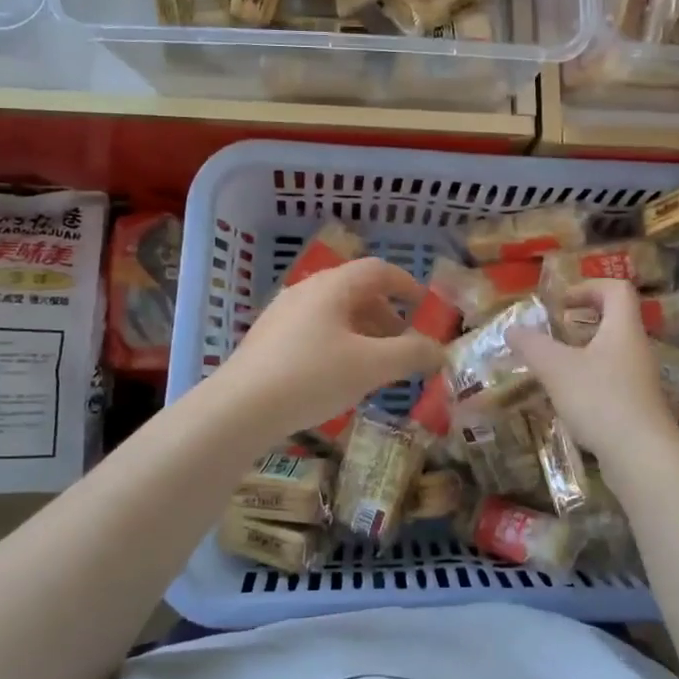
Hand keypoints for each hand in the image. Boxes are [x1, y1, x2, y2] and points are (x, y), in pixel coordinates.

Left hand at [219, 258, 444, 437]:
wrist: (239, 409)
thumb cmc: (312, 376)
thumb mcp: (372, 366)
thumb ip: (411, 354)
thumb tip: (439, 350)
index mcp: (333, 286)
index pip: (378, 270)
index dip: (407, 284)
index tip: (425, 306)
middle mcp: (306, 291)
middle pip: (356, 292)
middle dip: (387, 315)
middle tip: (404, 344)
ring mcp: (283, 314)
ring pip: (334, 314)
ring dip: (363, 332)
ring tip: (376, 364)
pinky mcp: (268, 340)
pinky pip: (314, 331)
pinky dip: (339, 344)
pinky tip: (339, 377)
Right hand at [511, 280, 678, 457]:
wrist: (641, 456)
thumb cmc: (600, 399)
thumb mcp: (557, 368)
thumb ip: (532, 345)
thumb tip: (512, 328)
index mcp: (623, 328)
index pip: (616, 289)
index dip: (588, 287)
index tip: (561, 303)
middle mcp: (636, 349)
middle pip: (614, 321)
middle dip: (581, 323)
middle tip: (552, 333)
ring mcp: (640, 380)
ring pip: (611, 353)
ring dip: (582, 354)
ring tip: (552, 367)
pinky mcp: (637, 407)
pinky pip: (611, 382)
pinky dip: (588, 382)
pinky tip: (567, 401)